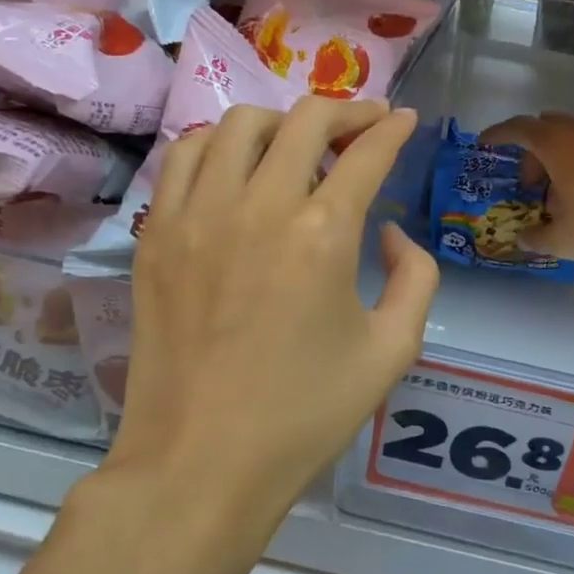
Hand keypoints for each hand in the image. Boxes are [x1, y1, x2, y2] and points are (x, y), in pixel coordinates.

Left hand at [114, 98, 439, 524]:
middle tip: (364, 126)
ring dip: (281, 121)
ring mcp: (198, 214)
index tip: (405, 121)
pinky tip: (236, 167)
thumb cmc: (305, 415)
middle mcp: (259, 206)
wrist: (200, 463)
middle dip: (347, 111)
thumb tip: (391, 230)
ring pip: (240, 124)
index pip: (366, 153)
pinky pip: (187, 156)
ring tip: (299, 146)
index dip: (393, 129)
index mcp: (323, 235)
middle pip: (306, 119)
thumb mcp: (393, 351)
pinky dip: (220, 143)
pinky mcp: (157, 233)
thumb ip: (417, 276)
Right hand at [479, 112, 573, 275]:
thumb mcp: (564, 240)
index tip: (484, 145)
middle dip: (533, 154)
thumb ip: (538, 237)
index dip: (498, 135)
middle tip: (529, 186)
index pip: (519, 128)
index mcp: (558, 144)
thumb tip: (524, 237)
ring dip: (561, 161)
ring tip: (561, 197)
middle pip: (548, 129)